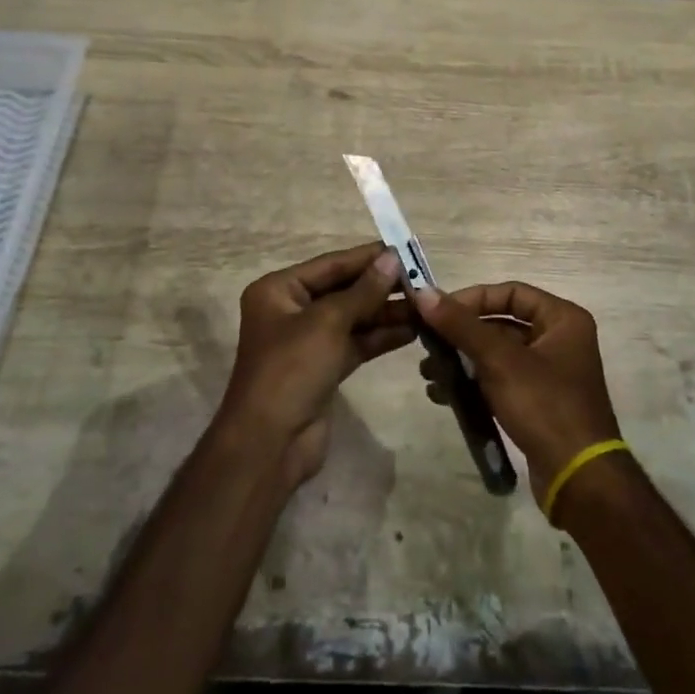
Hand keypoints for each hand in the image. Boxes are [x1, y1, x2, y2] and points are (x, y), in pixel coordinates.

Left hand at [219, 243, 412, 487]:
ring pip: (353, 318)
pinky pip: (356, 343)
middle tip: (421, 279)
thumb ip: (363, 291)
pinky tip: (412, 331)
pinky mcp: (324, 368)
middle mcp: (291, 311)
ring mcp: (308, 341)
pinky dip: (381, 337)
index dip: (367, 257)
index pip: (331, 265)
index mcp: (279, 290)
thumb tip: (392, 259)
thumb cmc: (291, 370)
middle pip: (343, 290)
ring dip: (386, 312)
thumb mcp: (327, 323)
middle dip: (380, 287)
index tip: (404, 249)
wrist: (270, 443)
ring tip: (424, 305)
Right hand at [410, 282, 621, 511]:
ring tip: (429, 372)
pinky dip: (475, 383)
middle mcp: (560, 340)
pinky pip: (501, 380)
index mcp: (563, 319)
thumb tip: (423, 293)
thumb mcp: (500, 361)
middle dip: (462, 334)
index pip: (511, 292)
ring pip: (498, 354)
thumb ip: (461, 325)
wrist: (578, 478)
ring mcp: (551, 373)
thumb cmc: (545, 406)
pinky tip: (444, 394)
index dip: (473, 299)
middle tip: (428, 344)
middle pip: (502, 323)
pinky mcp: (540, 402)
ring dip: (463, 360)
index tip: (438, 313)